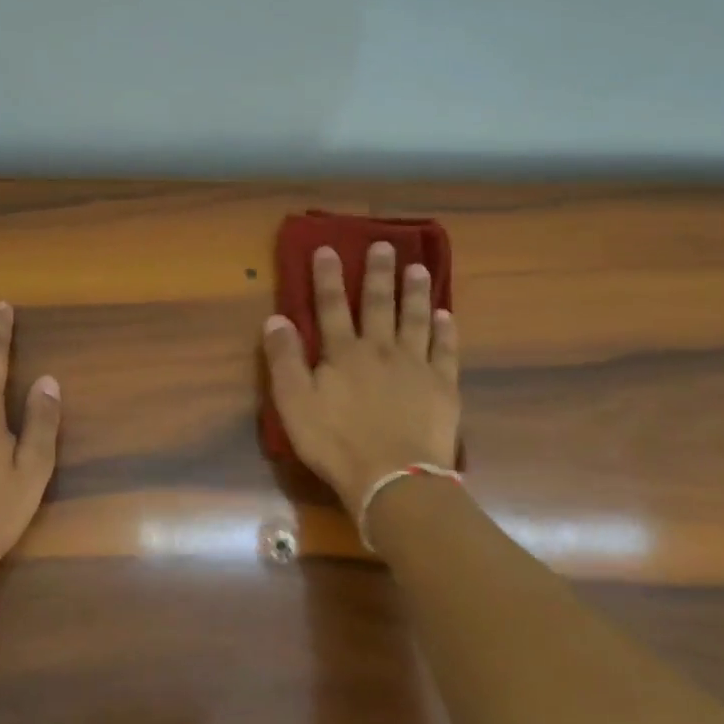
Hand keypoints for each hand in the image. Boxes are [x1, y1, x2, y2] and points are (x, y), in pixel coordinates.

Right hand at [263, 242, 461, 520]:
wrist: (394, 478)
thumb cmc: (337, 443)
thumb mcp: (294, 404)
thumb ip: (284, 360)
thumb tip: (276, 318)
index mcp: (343, 353)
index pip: (331, 306)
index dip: (328, 276)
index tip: (328, 248)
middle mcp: (380, 349)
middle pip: (378, 304)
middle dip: (378, 273)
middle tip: (385, 245)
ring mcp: (415, 366)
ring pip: (415, 319)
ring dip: (415, 292)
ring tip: (418, 268)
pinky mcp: (443, 386)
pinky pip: (446, 351)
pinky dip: (446, 331)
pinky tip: (447, 315)